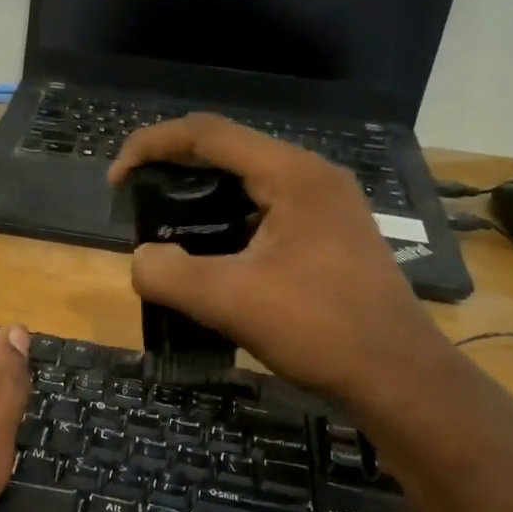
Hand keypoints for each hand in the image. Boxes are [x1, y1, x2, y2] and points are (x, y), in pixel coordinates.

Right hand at [109, 114, 470, 417]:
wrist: (397, 377)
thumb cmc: (320, 329)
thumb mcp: (230, 301)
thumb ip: (169, 274)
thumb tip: (141, 260)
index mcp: (293, 175)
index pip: (208, 134)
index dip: (152, 146)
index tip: (116, 180)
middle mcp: (311, 178)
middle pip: (227, 153)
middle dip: (172, 170)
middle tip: (135, 202)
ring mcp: (324, 208)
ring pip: (245, 185)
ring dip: (199, 199)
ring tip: (163, 230)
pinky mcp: (326, 238)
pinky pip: (263, 214)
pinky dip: (225, 224)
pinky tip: (206, 257)